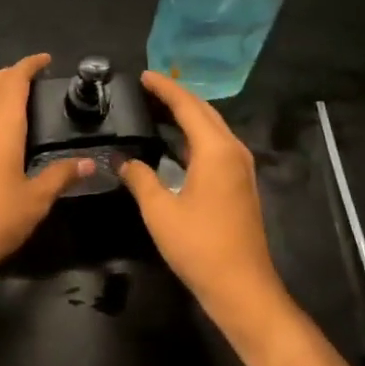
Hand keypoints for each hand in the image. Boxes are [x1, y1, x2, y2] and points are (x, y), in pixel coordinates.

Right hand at [120, 72, 293, 339]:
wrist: (243, 290)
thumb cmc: (200, 247)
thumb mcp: (160, 211)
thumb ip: (139, 178)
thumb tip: (121, 159)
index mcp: (215, 150)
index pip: (187, 105)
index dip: (164, 88)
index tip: (143, 75)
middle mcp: (232, 150)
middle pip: (203, 110)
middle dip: (176, 96)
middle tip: (146, 88)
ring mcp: (240, 167)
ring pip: (212, 126)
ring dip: (186, 114)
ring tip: (157, 107)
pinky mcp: (240, 183)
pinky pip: (215, 143)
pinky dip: (194, 133)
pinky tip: (174, 140)